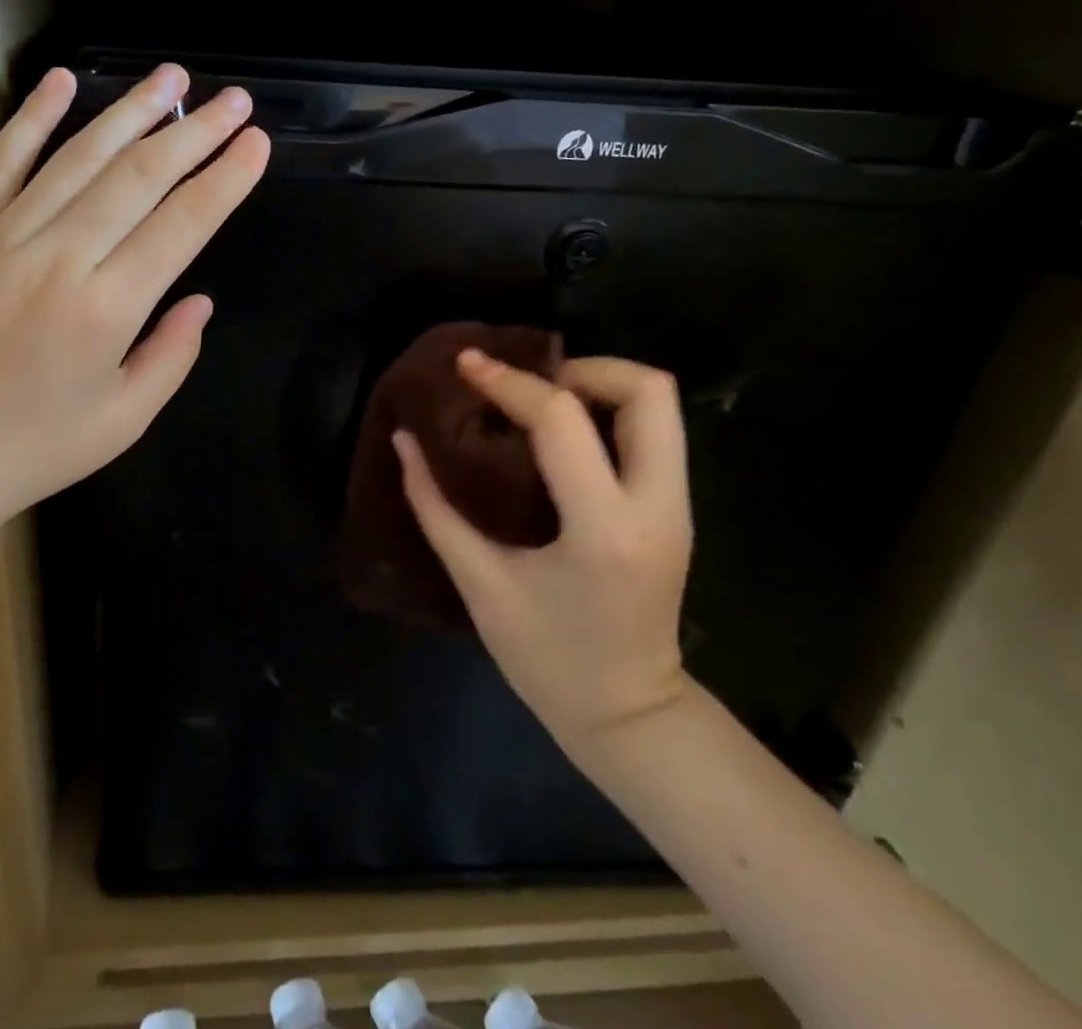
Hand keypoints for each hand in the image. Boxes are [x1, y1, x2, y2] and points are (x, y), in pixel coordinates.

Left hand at [0, 63, 268, 552]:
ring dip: (131, 111)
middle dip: (195, 133)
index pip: (183, 224)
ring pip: (79, 156)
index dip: (225, 179)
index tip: (255, 143)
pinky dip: (33, 117)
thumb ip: (172, 355)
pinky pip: (1, 161)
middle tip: (234, 100)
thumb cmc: (31, 450)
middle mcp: (58, 258)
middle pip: (140, 177)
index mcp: (107, 309)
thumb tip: (199, 299)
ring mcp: (1, 236)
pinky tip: (62, 79)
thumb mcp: (124, 420)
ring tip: (172, 78)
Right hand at [394, 350, 693, 747]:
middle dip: (581, 367)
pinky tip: (558, 433)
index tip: (467, 366)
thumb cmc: (547, 659)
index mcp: (603, 529)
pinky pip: (653, 431)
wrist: (629, 716)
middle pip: (648, 390)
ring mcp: (677, 506)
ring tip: (538, 401)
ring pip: (660, 404)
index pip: (562, 420)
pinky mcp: (676, 508)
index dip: (508, 382)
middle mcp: (656, 506)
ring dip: (598, 384)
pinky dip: (606, 411)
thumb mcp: (479, 584)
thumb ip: (435, 506)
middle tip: (525, 385)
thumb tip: (404, 441)